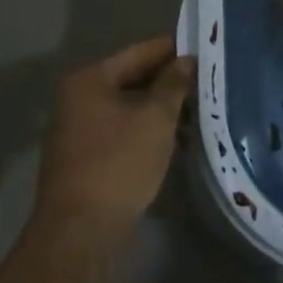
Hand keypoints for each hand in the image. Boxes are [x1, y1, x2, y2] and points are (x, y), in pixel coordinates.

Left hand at [33, 37, 194, 252]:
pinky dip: (145, 129)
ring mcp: (77, 128)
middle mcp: (77, 97)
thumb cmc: (118, 165)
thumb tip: (185, 60)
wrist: (79, 234)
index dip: (172, 49)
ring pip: (127, 106)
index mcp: (90, 79)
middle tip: (205, 80)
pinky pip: (120, 129)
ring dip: (159, 108)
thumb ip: (173, 84)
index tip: (203, 48)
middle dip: (168, 81)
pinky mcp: (83, 157)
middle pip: (131, 78)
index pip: (140, 52)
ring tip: (197, 111)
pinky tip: (173, 138)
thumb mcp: (155, 120)